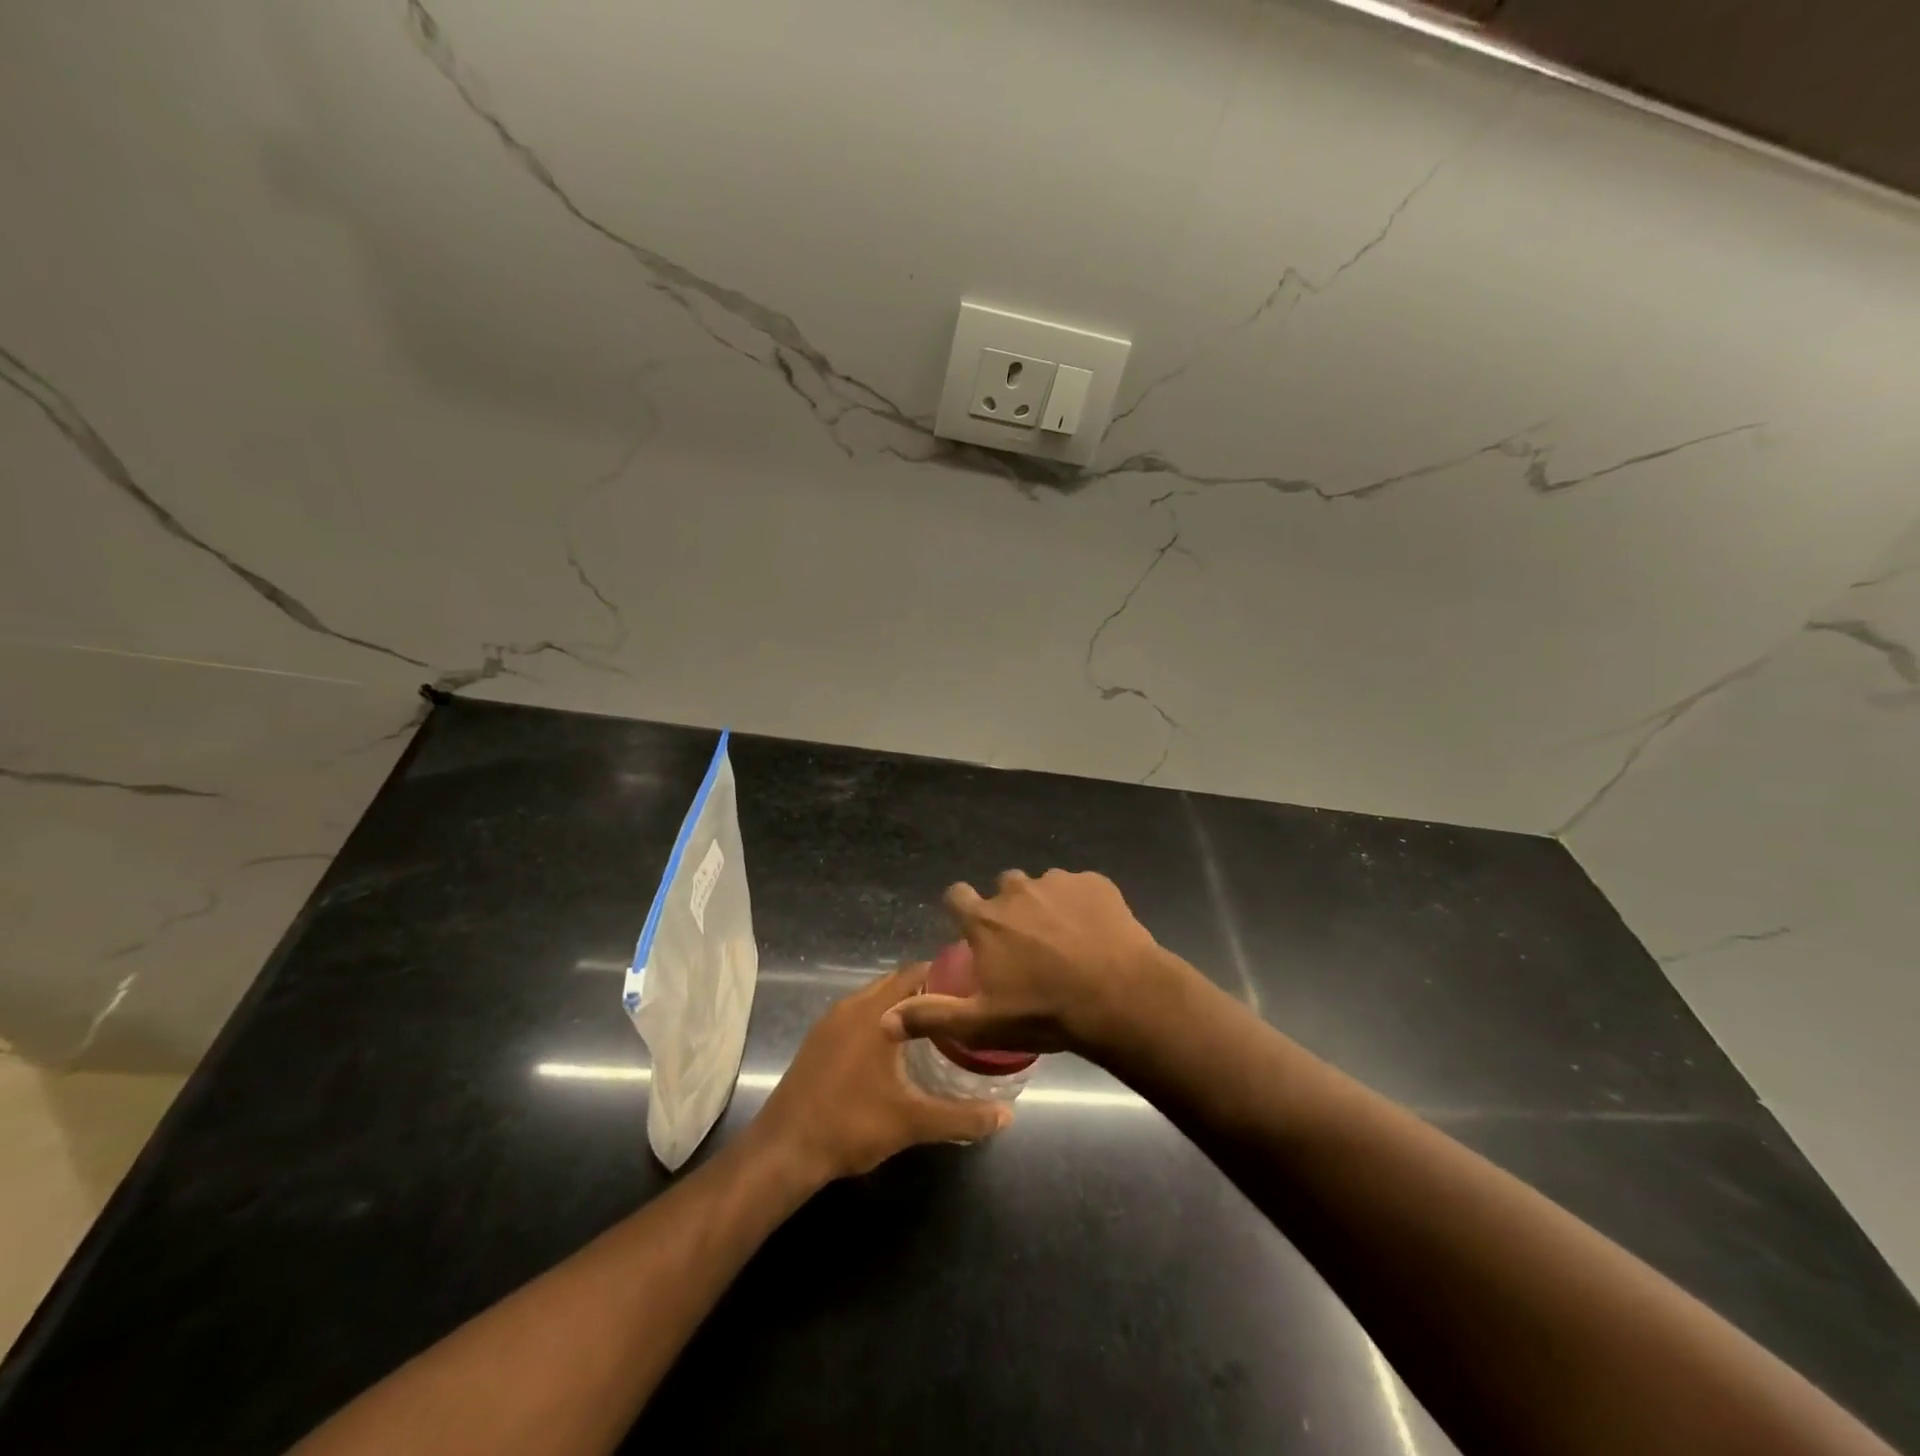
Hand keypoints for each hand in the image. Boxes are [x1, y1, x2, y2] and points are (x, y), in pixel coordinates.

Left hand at [746, 965, 1012, 1185]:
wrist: (783, 1150)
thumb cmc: (850, 1125)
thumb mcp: (912, 1122)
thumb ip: (961, 1117)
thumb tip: (1006, 1116)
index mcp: (875, 1012)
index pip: (916, 973)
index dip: (946, 976)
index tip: (974, 989)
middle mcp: (851, 1006)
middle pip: (896, 983)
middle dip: (928, 991)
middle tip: (960, 1010)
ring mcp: (830, 1022)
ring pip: (875, 999)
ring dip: (902, 1007)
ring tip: (934, 1028)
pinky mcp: (818, 1041)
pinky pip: (857, 1015)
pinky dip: (880, 1020)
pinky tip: (894, 1051)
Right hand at [882, 869, 1177, 1061]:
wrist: (1120, 997)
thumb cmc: (1045, 1012)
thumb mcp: (982, 1023)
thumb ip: (931, 1016)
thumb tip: (883, 1020)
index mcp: (985, 919)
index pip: (956, 896)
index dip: (961, 909)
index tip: (973, 929)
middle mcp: (1016, 890)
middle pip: (1003, 890)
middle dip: (1009, 910)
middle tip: (1027, 946)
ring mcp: (1058, 882)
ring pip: (1043, 887)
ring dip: (1047, 907)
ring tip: (1067, 942)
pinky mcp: (1095, 883)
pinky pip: (1080, 888)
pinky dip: (1082, 905)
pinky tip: (1096, 934)